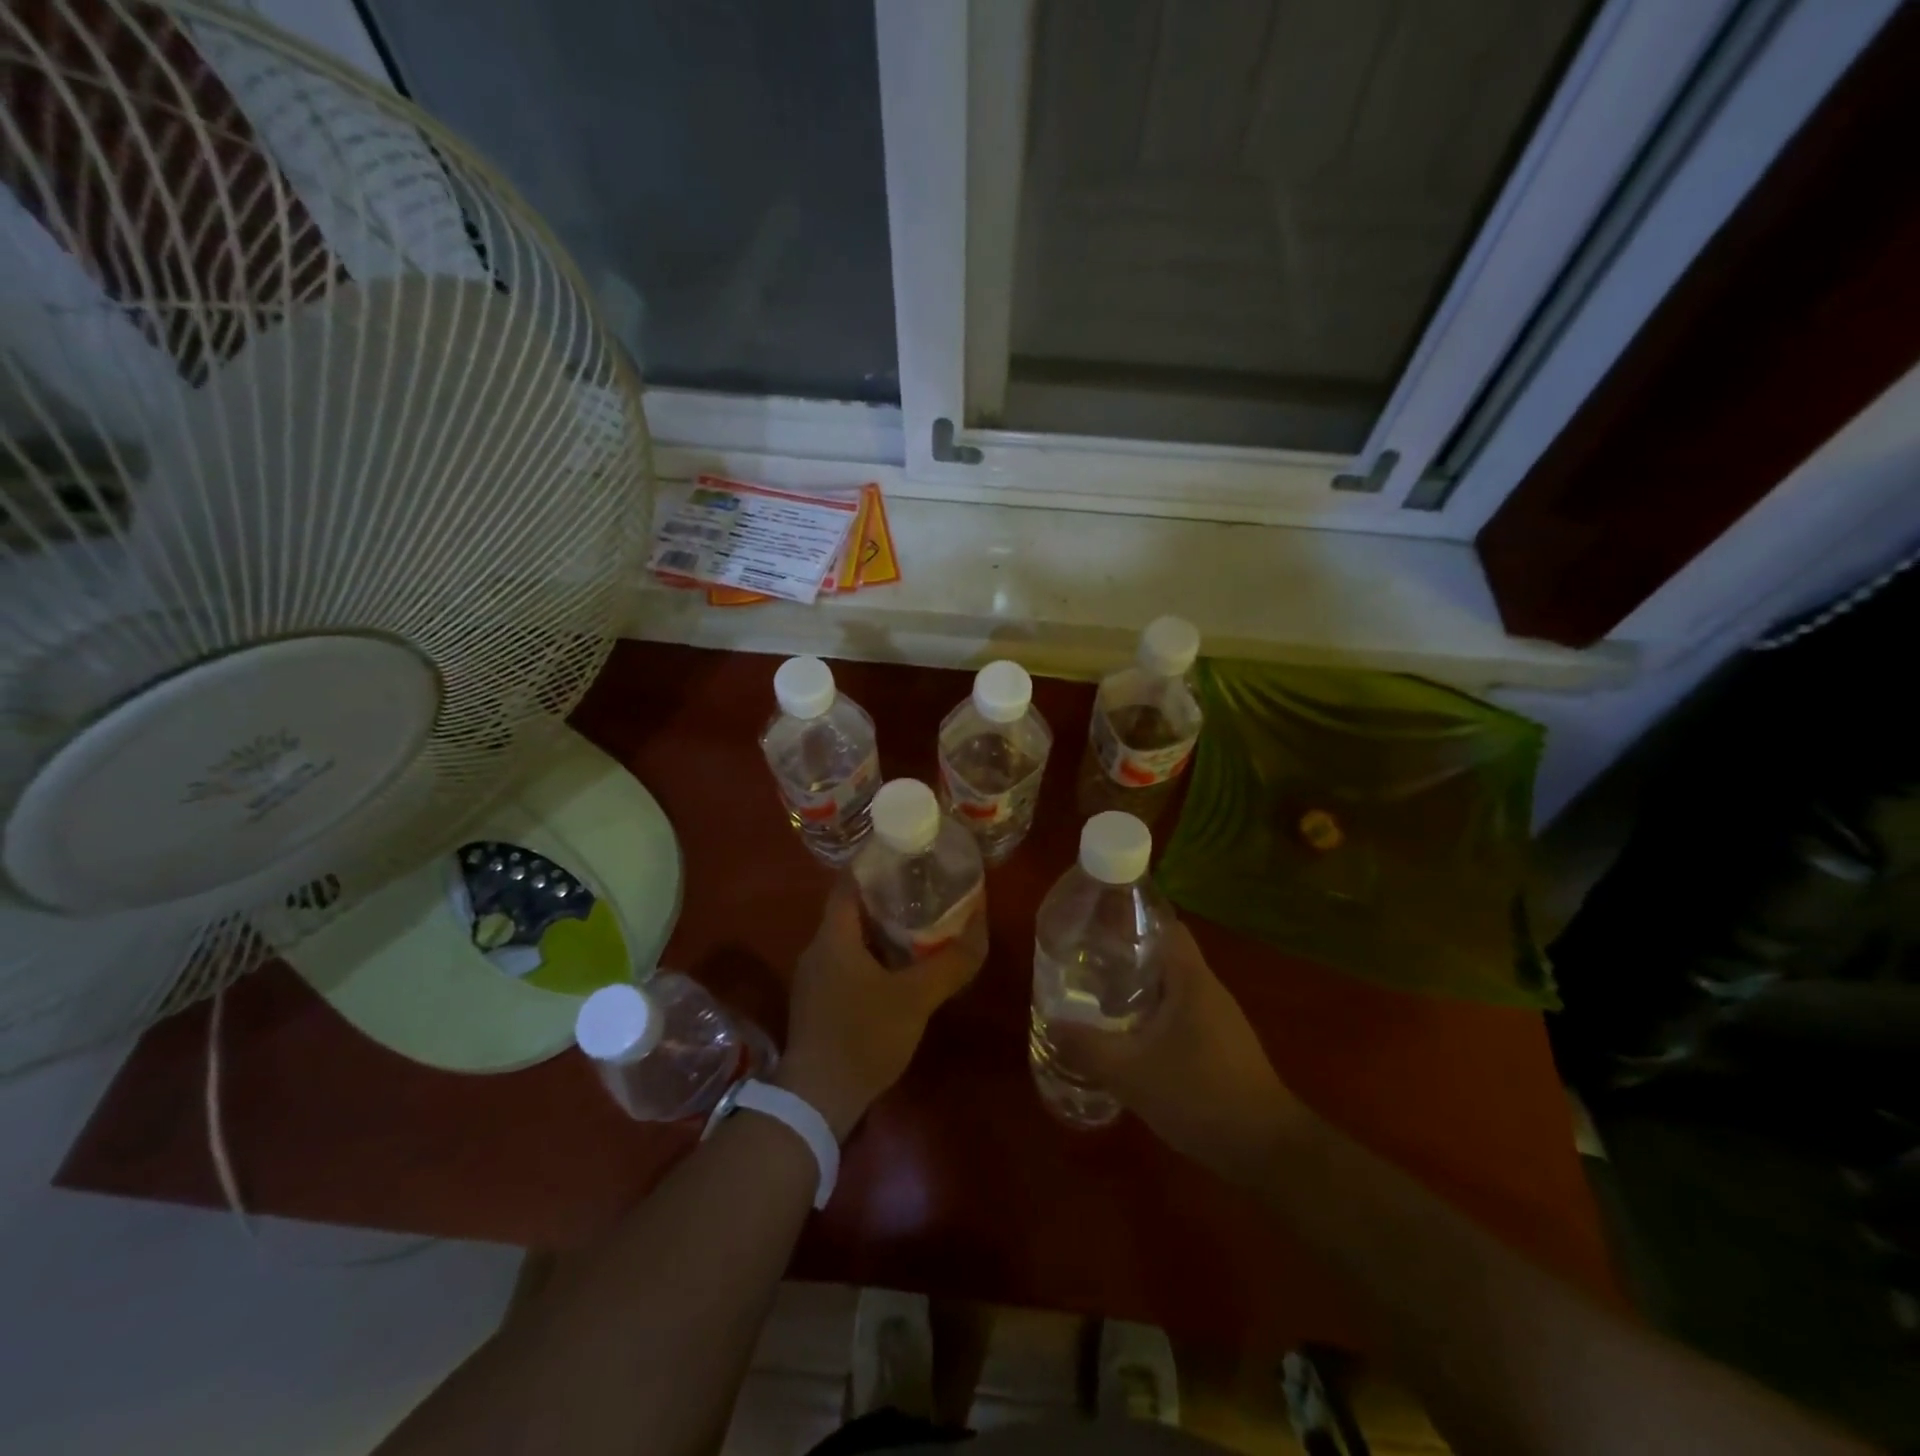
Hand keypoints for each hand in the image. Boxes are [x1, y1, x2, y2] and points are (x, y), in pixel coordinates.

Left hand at [774, 881, 986, 1139]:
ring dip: (880, 930)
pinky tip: (898, 969)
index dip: (877, 864)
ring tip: (919, 925)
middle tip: (925, 890)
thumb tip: (980, 928)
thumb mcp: (915, 998)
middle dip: (887, 897)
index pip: (850, 881)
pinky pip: (847, 964)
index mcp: (833, 936)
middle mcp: (817, 949)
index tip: (908, 856)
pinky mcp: (817, 1003)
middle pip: (851, 909)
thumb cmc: (862, 1036)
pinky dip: (872, 957)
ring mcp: (814, 978)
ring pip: (850, 939)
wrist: (816, 1100)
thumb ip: (950, 963)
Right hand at [1052, 923, 1302, 1186]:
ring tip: (1097, 995)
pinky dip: (1154, 1013)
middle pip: (1164, 954)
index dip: (1132, 918)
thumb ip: (1087, 1046)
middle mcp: (1207, 989)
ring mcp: (1219, 1018)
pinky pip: (1181, 1012)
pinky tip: (1129, 1035)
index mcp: (1190, 979)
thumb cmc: (1199, 1095)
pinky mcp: (1222, 1044)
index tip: (1095, 924)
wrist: (1266, 1150)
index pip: (1164, 925)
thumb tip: (1050, 1021)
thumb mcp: (1131, 1073)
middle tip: (1085, 962)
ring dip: (1138, 987)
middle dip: (1125, 955)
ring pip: (1172, 986)